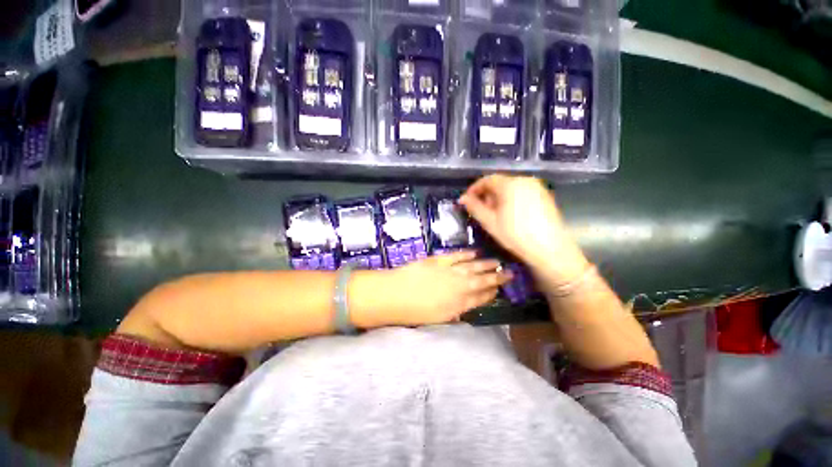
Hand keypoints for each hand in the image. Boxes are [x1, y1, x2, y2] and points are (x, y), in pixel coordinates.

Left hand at [378, 250, 512, 325]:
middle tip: (509, 273)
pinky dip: (467, 254)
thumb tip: (463, 308)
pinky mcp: (439, 260)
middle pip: (482, 281)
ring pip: (473, 267)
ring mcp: (450, 272)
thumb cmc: (413, 313)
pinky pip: (457, 256)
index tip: (499, 290)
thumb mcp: (437, 320)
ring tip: (497, 262)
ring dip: (486, 264)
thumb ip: (453, 312)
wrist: (394, 295)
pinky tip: (475, 252)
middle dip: (497, 278)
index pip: (481, 298)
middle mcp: (459, 287)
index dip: (492, 293)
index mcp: (458, 305)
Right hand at [459, 175, 587, 283]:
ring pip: (510, 187)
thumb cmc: (516, 235)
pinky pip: (521, 192)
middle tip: (480, 210)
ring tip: (494, 214)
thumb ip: (475, 207)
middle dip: (486, 194)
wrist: (550, 249)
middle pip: (499, 182)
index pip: (487, 179)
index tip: (466, 201)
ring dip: (498, 197)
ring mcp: (537, 187)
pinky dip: (511, 199)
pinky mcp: (544, 195)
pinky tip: (509, 215)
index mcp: (510, 184)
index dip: (474, 189)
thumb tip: (463, 198)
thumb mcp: (490, 222)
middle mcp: (525, 180)